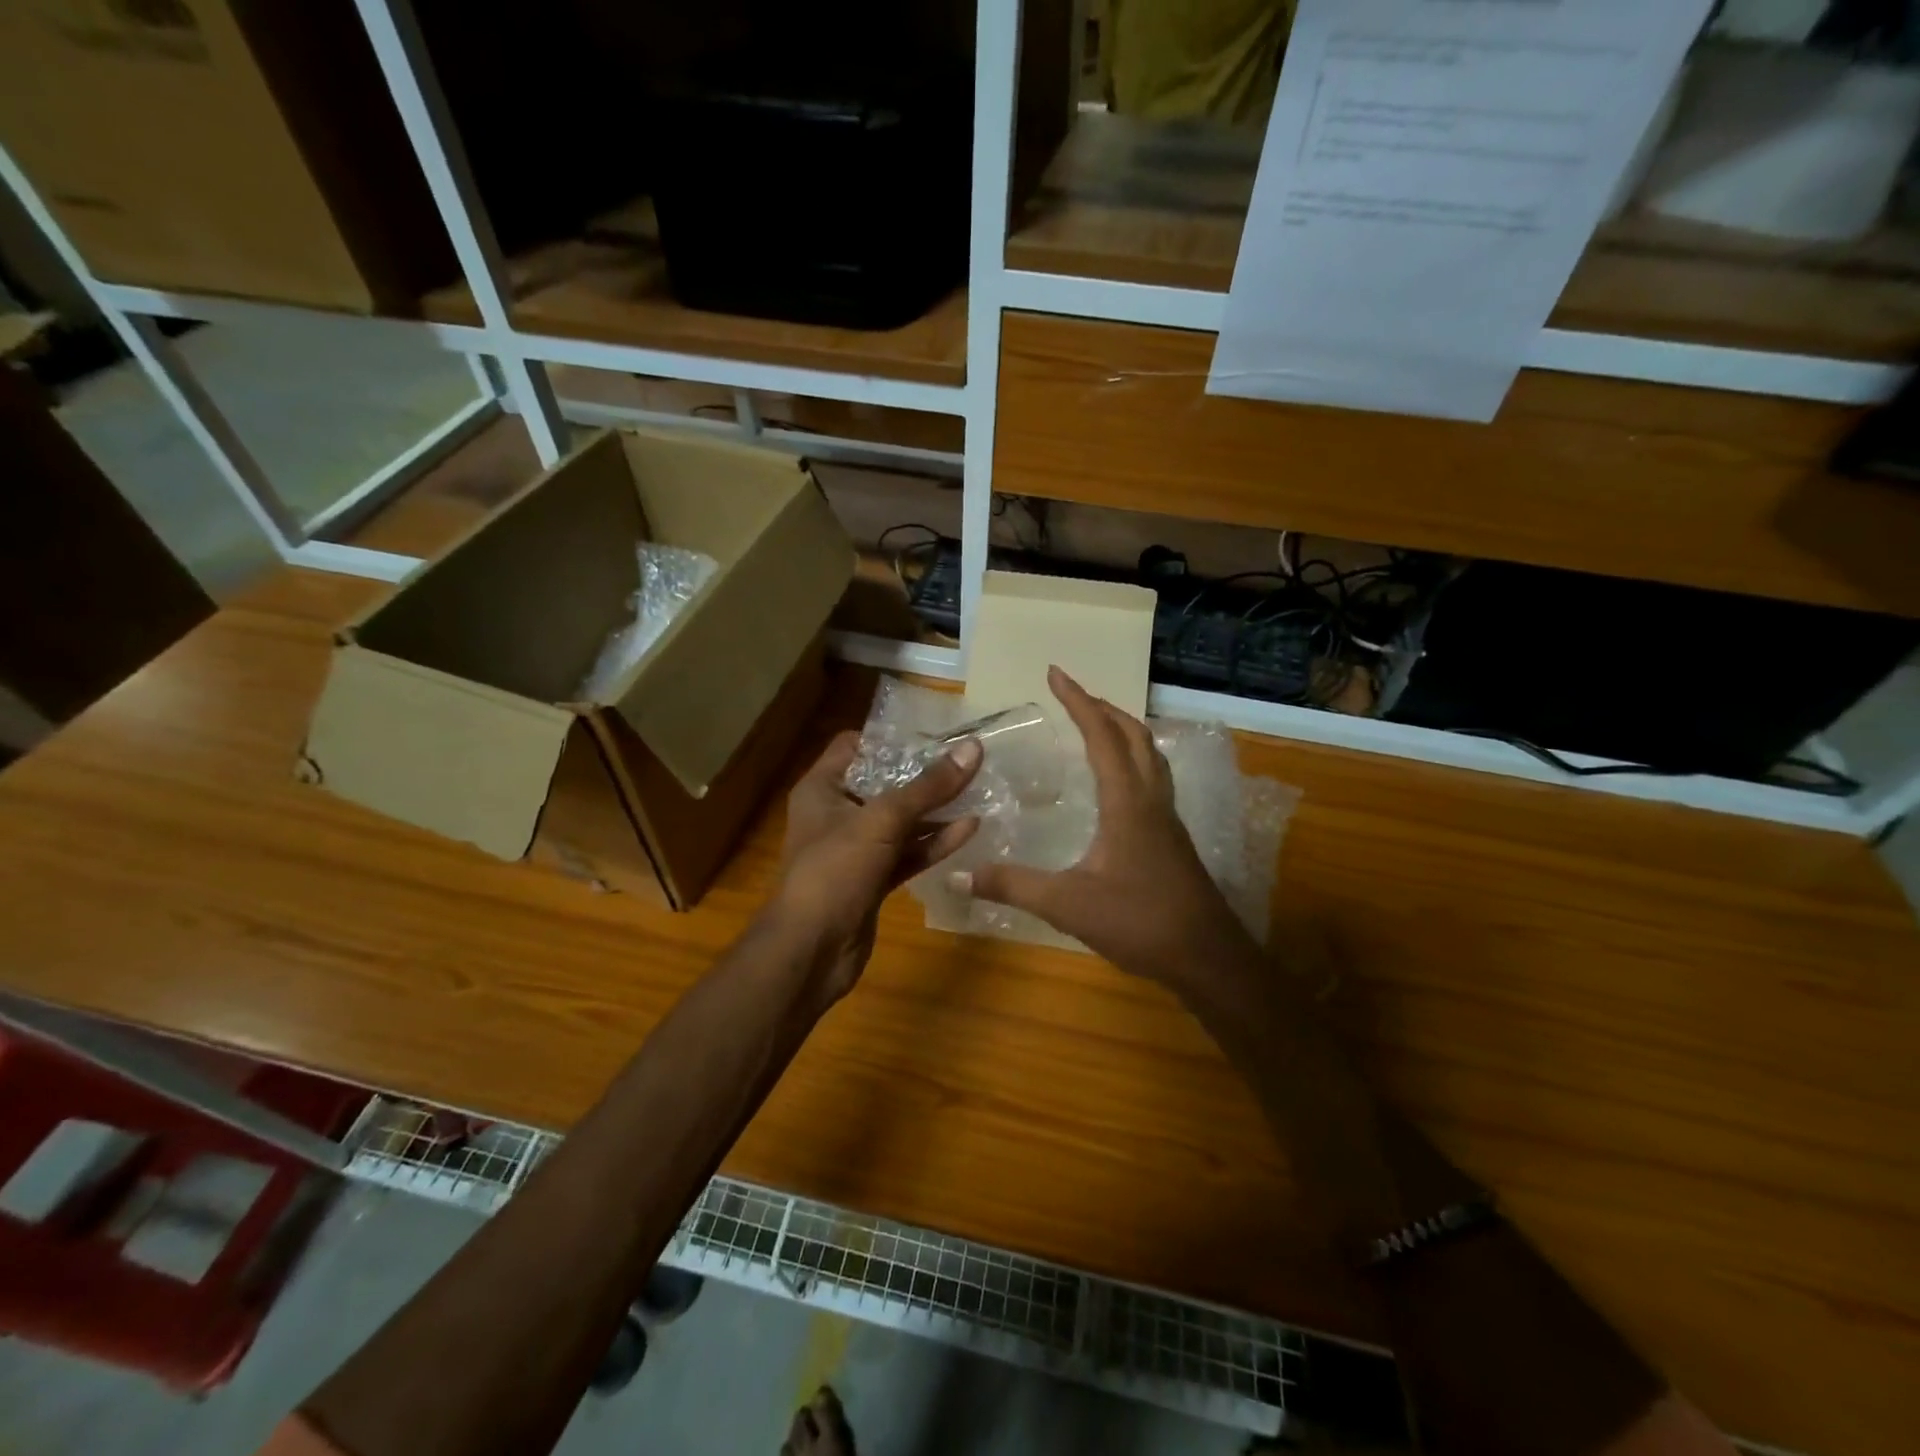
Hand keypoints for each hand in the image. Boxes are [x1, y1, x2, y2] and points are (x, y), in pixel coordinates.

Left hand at [768, 730, 982, 1004]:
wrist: (810, 952)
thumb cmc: (834, 872)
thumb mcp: (882, 822)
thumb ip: (928, 787)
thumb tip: (972, 748)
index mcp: (823, 788)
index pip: (855, 746)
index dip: (891, 738)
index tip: (934, 734)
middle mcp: (837, 813)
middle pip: (885, 783)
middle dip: (924, 774)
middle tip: (968, 759)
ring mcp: (856, 849)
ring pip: (901, 821)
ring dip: (936, 810)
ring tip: (980, 790)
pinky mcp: (874, 879)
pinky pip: (908, 853)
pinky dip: (934, 843)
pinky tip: (970, 829)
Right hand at [957, 666, 1261, 993]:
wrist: (1207, 956)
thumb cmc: (1140, 922)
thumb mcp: (1068, 905)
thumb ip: (1013, 886)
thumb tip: (959, 874)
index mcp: (1127, 802)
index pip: (1101, 736)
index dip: (1078, 701)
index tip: (1055, 673)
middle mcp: (1151, 799)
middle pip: (1134, 735)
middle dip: (1103, 707)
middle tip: (1072, 695)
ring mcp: (1167, 818)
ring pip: (1150, 755)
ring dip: (1123, 730)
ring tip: (1096, 724)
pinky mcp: (1172, 837)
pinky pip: (1153, 778)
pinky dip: (1133, 759)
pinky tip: (1117, 782)